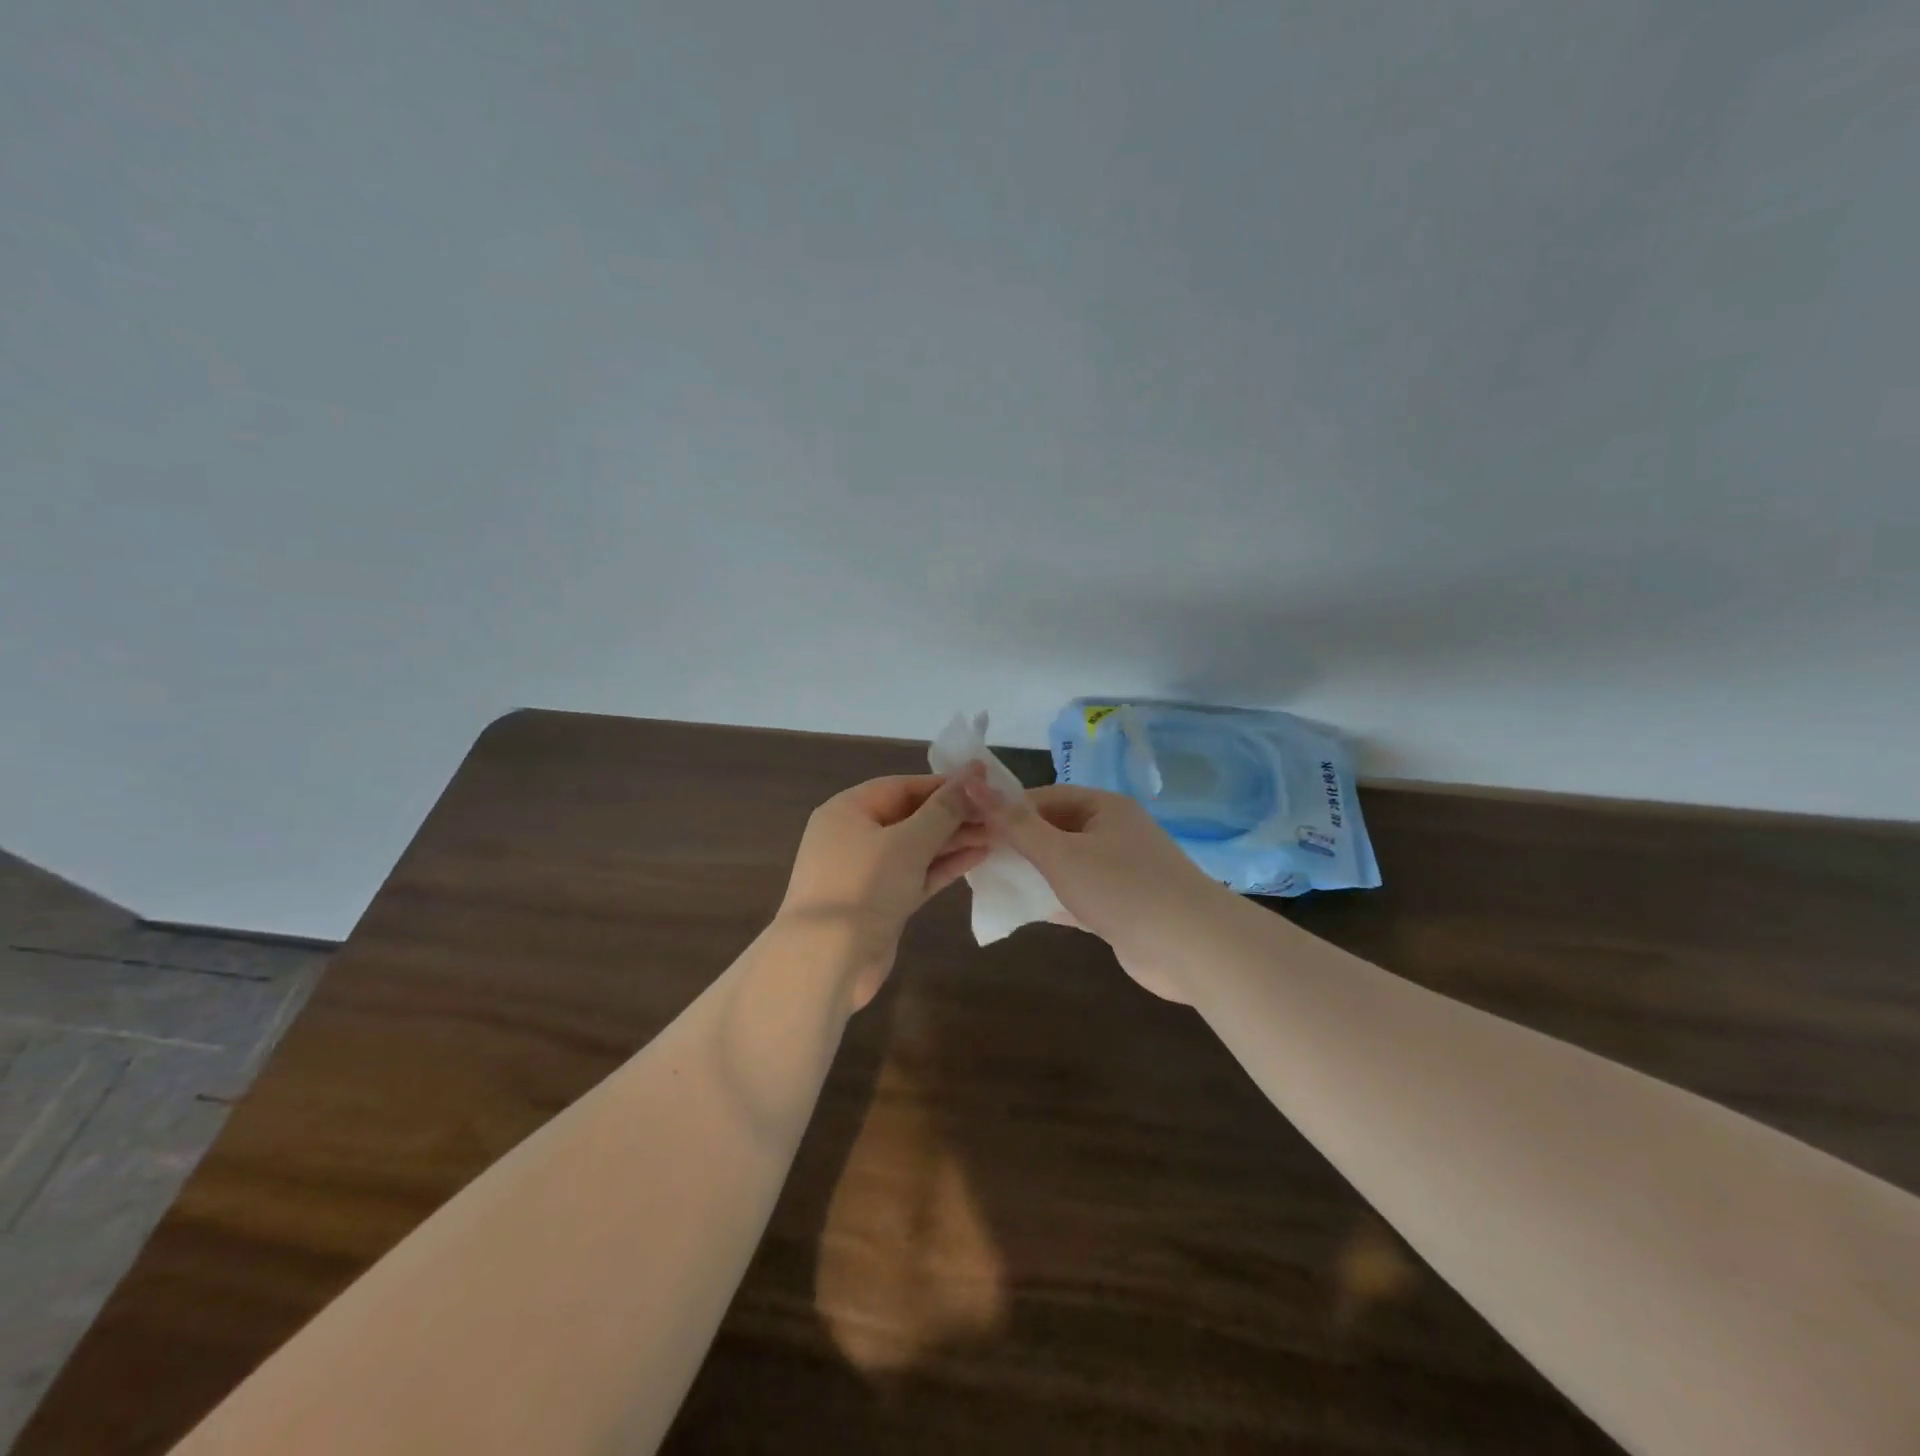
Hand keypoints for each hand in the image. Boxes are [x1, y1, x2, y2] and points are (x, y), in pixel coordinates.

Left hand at [779, 766, 990, 1009]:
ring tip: (998, 832)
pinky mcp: (880, 902)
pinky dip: (943, 865)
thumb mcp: (908, 842)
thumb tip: (972, 775)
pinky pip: (916, 874)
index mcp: (848, 810)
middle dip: (953, 814)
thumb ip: (943, 810)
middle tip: (998, 811)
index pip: (903, 786)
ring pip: (916, 847)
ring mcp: (867, 872)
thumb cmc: (864, 886)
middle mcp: (854, 835)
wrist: (827, 962)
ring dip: (954, 840)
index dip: (944, 784)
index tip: (985, 782)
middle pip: (911, 816)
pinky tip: (978, 856)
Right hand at [965, 780, 1228, 1002]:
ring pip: (1065, 864)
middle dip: (1017, 843)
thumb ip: (1016, 825)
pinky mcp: (1122, 905)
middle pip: (1054, 829)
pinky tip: (1023, 910)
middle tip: (976, 857)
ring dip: (1033, 873)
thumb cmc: (1123, 889)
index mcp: (1103, 807)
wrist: (1193, 948)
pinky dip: (1054, 900)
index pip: (1043, 797)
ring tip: (991, 882)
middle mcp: (1113, 832)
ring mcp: (1120, 870)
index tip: (970, 826)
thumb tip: (974, 785)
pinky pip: (1078, 894)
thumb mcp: (1061, 854)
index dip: (1006, 809)